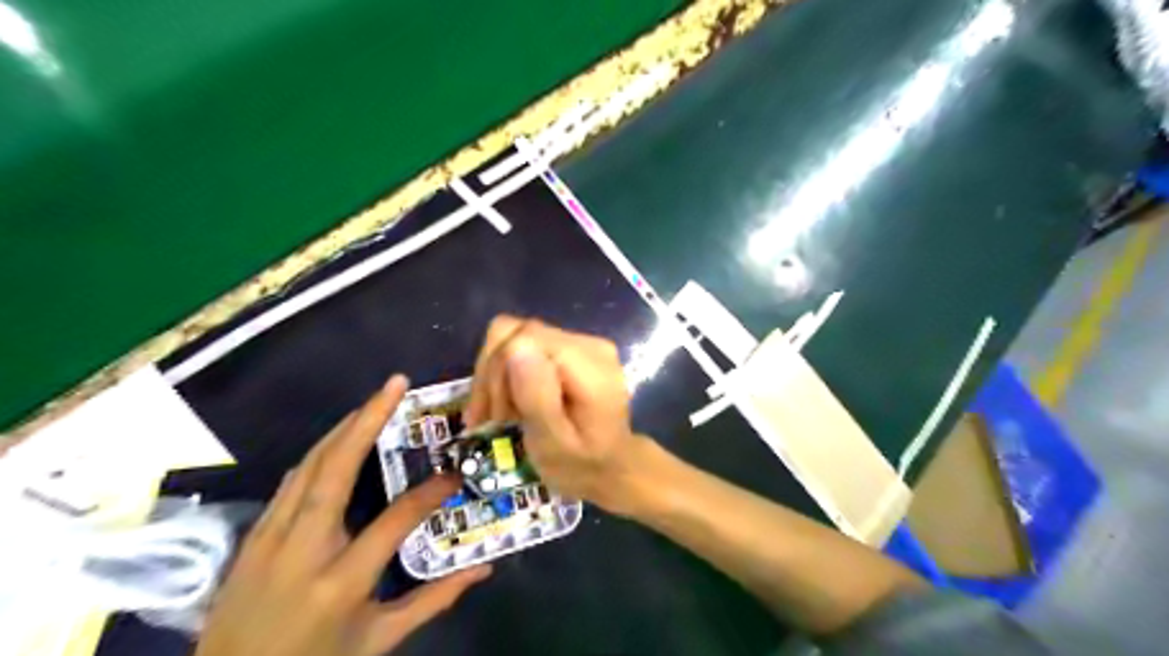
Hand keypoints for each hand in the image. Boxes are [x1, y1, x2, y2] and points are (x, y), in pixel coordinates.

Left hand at [198, 374, 490, 655]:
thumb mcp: (378, 641)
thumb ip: (433, 601)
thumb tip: (482, 569)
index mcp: (340, 582)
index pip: (396, 521)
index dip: (431, 493)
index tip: (455, 473)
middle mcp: (303, 550)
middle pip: (336, 470)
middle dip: (367, 420)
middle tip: (395, 384)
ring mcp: (271, 538)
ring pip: (309, 466)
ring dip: (343, 427)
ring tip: (374, 400)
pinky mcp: (253, 536)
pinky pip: (292, 481)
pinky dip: (319, 452)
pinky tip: (338, 438)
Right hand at [466, 314, 647, 512]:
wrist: (612, 468)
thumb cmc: (582, 465)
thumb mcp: (554, 445)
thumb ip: (537, 398)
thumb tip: (515, 348)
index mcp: (590, 365)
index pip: (524, 339)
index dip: (498, 372)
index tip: (496, 416)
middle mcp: (587, 343)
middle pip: (515, 333)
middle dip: (492, 375)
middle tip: (491, 419)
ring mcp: (579, 342)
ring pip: (512, 335)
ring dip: (494, 376)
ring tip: (498, 415)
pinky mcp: (568, 347)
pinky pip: (522, 345)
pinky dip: (505, 373)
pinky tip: (506, 403)